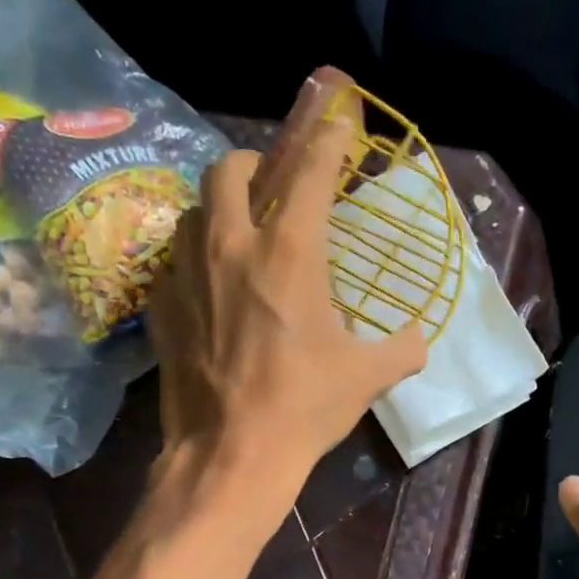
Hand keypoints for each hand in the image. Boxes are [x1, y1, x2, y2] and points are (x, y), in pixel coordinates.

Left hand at [149, 117, 427, 490]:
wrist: (231, 454)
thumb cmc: (304, 407)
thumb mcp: (367, 378)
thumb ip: (401, 349)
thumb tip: (419, 341)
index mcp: (289, 255)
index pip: (311, 174)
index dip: (326, 141)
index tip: (335, 124)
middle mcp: (231, 248)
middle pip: (229, 170)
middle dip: (254, 166)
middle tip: (271, 187)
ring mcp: (187, 275)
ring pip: (193, 211)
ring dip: (217, 210)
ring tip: (237, 235)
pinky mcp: (160, 308)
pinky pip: (172, 262)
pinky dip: (193, 261)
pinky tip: (208, 289)